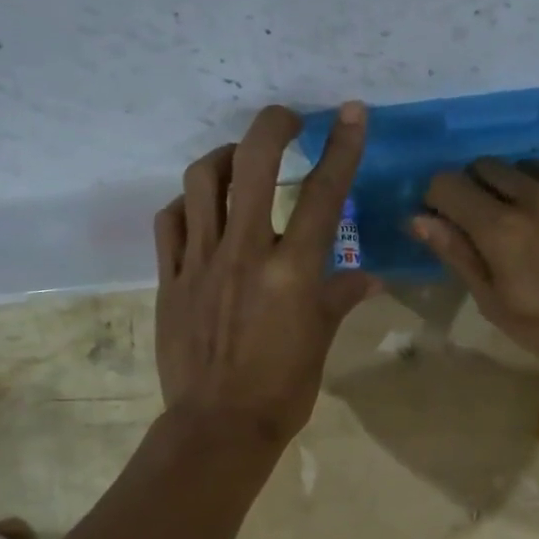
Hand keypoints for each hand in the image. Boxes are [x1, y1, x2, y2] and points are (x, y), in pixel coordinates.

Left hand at [154, 103, 379, 443]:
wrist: (218, 427)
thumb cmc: (282, 390)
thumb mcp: (320, 342)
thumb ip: (339, 298)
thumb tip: (368, 276)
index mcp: (292, 271)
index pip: (324, 194)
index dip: (341, 146)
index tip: (349, 111)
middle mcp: (245, 253)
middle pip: (253, 165)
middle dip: (272, 126)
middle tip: (287, 120)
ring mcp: (201, 262)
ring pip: (201, 181)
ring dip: (224, 158)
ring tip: (239, 162)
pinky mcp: (170, 278)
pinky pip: (170, 222)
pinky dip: (187, 205)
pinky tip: (200, 211)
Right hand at [413, 158, 538, 370]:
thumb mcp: (496, 304)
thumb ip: (458, 254)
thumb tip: (418, 218)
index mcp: (500, 227)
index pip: (447, 183)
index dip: (438, 199)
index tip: (446, 219)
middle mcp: (535, 194)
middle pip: (486, 166)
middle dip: (476, 189)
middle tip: (489, 223)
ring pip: (529, 166)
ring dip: (519, 187)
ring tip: (535, 222)